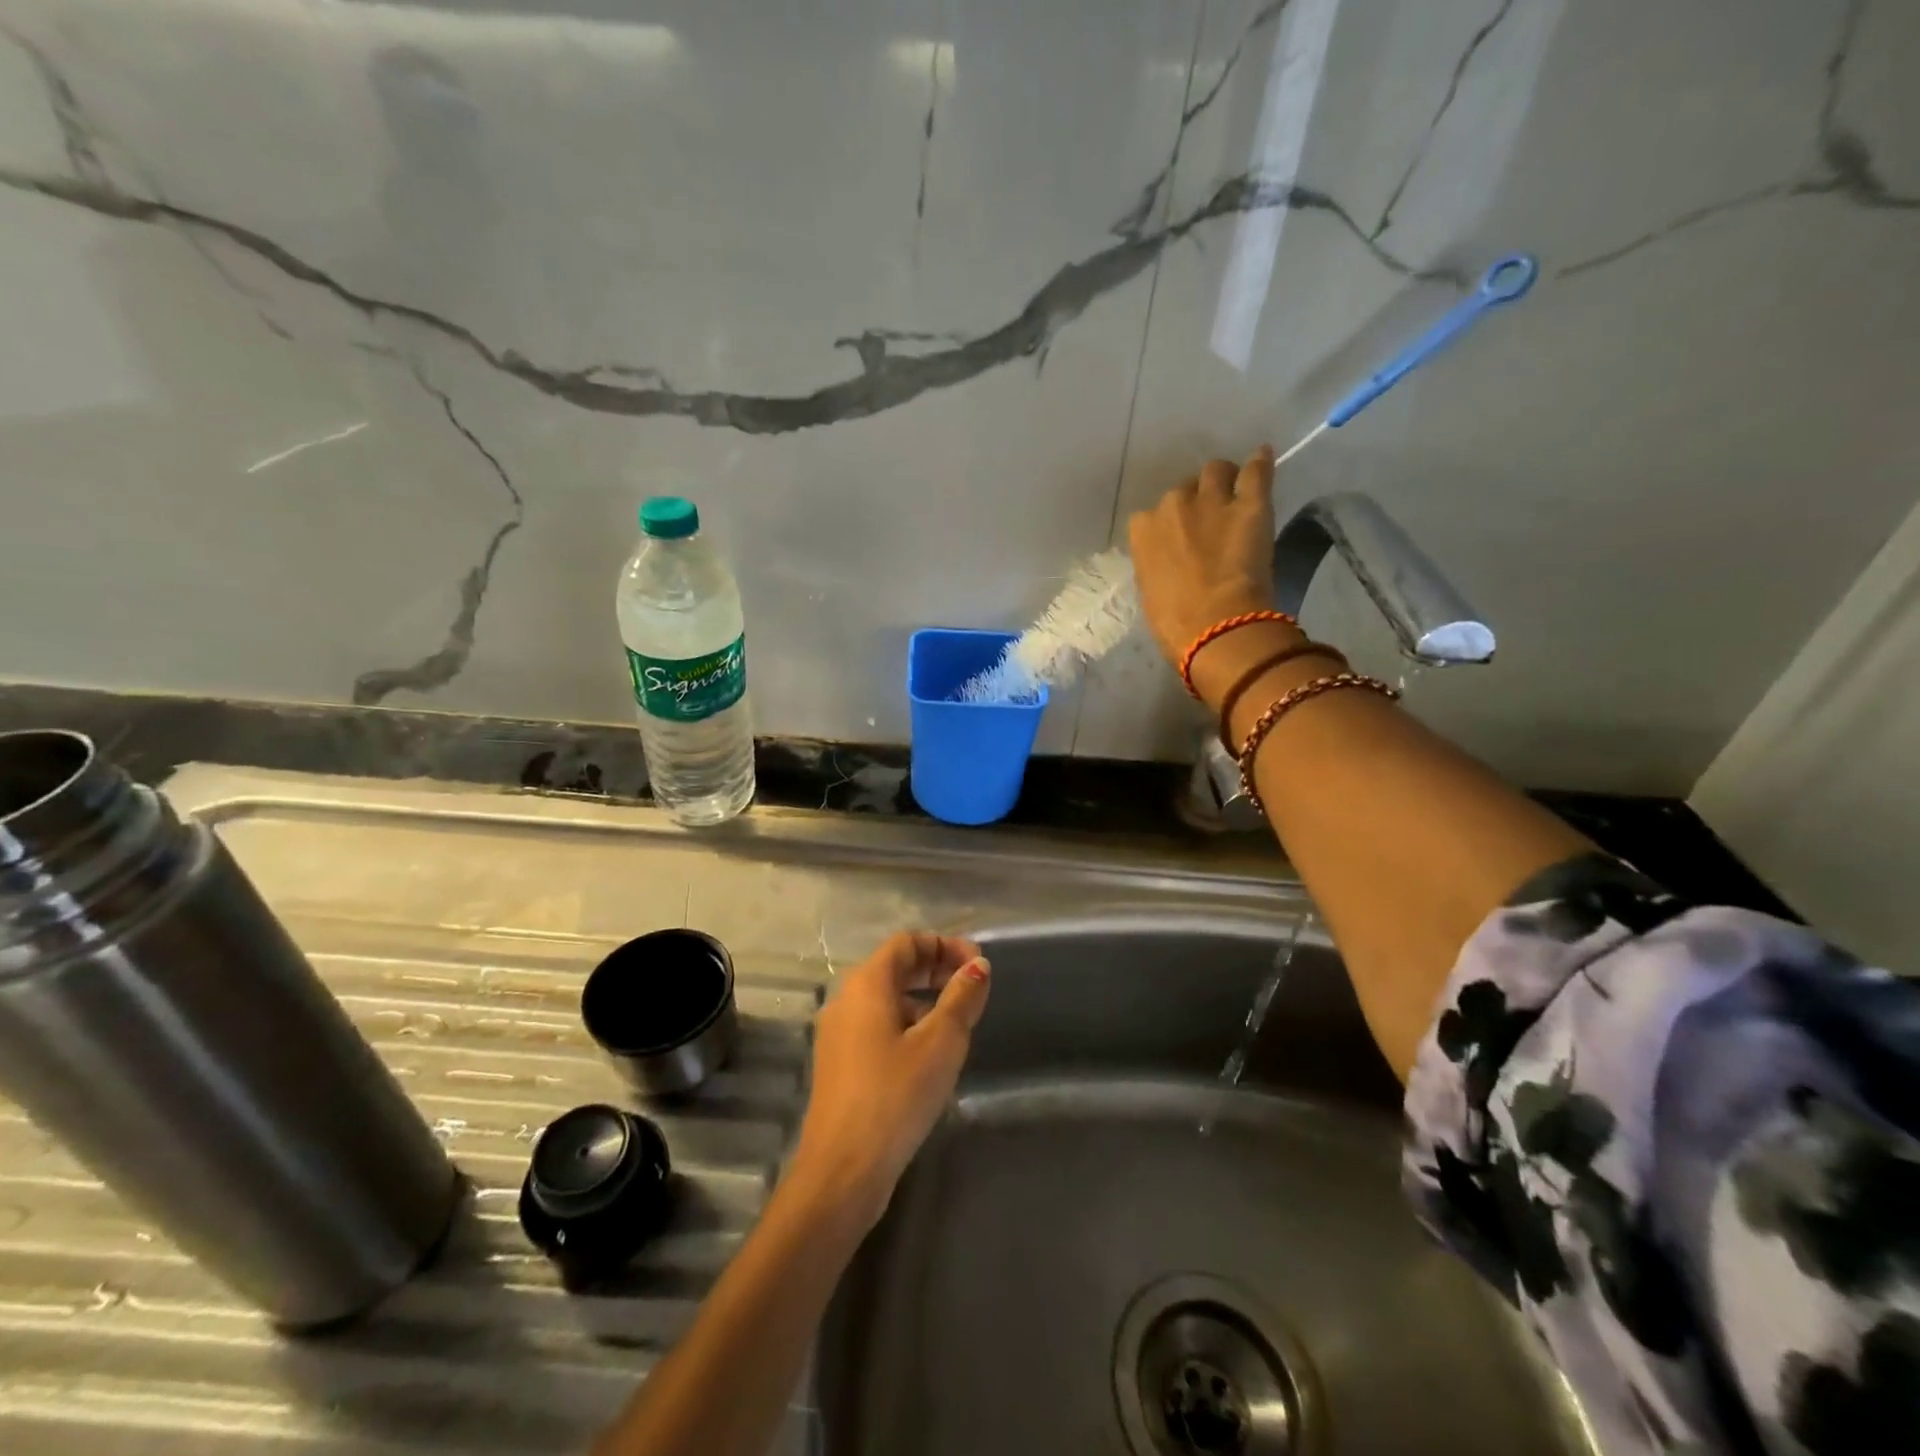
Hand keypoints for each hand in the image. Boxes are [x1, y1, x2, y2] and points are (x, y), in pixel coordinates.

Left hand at [789, 932, 990, 1229]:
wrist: (843, 1170)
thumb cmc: (895, 1095)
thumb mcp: (940, 1043)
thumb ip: (961, 998)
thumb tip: (978, 965)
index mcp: (866, 984)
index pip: (906, 942)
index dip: (944, 944)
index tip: (978, 964)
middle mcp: (846, 999)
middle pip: (895, 967)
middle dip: (936, 969)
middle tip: (973, 987)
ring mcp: (838, 1033)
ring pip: (886, 999)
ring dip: (924, 999)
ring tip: (958, 1022)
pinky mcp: (840, 1064)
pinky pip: (877, 1026)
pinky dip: (907, 1024)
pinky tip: (930, 1054)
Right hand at [1127, 450, 1277, 666]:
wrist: (1215, 625)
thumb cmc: (1174, 622)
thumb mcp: (1151, 590)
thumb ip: (1158, 564)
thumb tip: (1171, 562)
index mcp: (1143, 531)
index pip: (1150, 516)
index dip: (1168, 526)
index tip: (1178, 540)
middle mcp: (1172, 506)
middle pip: (1183, 489)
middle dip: (1194, 501)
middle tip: (1208, 521)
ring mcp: (1212, 501)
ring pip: (1216, 470)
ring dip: (1222, 479)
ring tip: (1233, 492)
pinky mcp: (1250, 504)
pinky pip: (1256, 470)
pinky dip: (1260, 462)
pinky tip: (1262, 456)